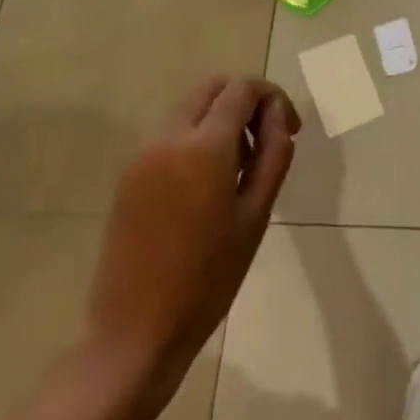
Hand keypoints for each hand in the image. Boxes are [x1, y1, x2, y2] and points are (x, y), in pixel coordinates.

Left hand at [83, 77, 299, 408]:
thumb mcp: (256, 215)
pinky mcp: (128, 174)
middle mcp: (168, 136)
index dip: (273, 98)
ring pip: (189, 107)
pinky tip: (208, 183)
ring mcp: (141, 153)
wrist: (134, 331)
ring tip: (240, 167)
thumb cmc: (208, 279)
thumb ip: (273, 154)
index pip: (242, 89)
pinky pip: (169, 133)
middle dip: (245, 100)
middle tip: (267, 139)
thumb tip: (278, 116)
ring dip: (220, 118)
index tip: (291, 130)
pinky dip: (196, 136)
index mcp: (204, 146)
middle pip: (212, 87)